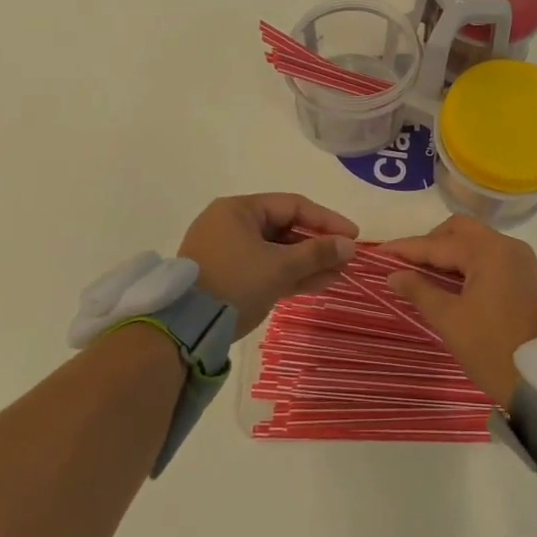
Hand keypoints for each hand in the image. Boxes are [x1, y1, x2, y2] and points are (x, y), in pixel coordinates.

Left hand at [178, 194, 357, 334]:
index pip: (292, 205)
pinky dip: (290, 275)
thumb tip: (349, 245)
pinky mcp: (228, 277)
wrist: (183, 331)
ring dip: (308, 262)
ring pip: (277, 252)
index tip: (352, 235)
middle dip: (318, 245)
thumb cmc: (233, 283)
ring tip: (339, 274)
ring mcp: (228, 253)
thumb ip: (316, 253)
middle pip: (285, 228)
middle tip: (347, 257)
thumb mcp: (278, 267)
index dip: (326, 219)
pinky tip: (319, 283)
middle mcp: (231, 225)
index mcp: (238, 210)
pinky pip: (266, 269)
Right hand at [381, 216, 536, 408]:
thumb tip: (394, 274)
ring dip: (450, 252)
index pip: (438, 243)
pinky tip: (452, 282)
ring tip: (425, 274)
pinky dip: (468, 262)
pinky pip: (490, 256)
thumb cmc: (492, 348)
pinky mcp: (527, 275)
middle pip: (460, 230)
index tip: (380, 253)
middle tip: (406, 264)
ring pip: (476, 241)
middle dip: (431, 243)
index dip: (406, 248)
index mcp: (488, 251)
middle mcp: (507, 245)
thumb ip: (420, 290)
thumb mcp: (450, 321)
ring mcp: (520, 259)